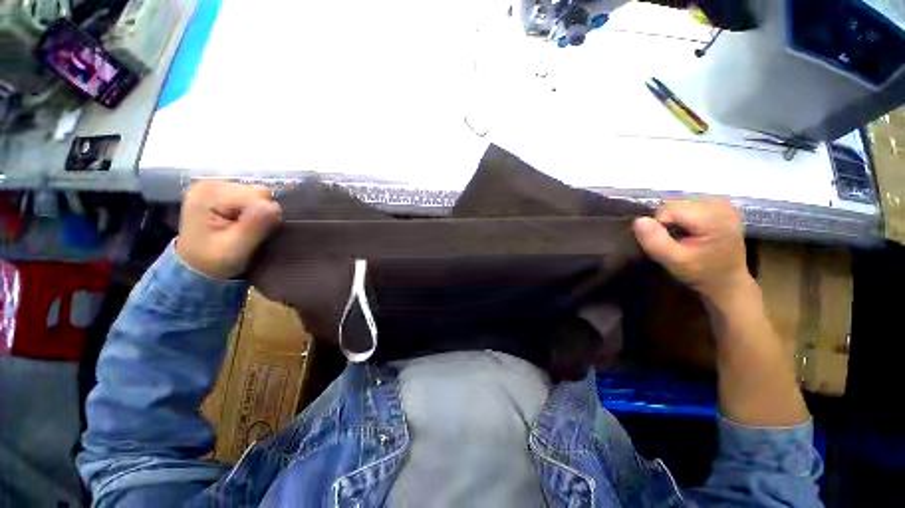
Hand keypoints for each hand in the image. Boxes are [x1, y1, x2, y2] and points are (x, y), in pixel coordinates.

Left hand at [176, 181, 281, 279]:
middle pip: (259, 192)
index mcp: (210, 194)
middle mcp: (211, 183)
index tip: (254, 234)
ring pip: (259, 193)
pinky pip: (252, 195)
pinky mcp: (221, 190)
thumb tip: (275, 207)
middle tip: (250, 231)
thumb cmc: (213, 260)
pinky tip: (242, 220)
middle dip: (262, 212)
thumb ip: (255, 226)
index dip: (265, 216)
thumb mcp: (236, 248)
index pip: (258, 196)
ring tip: (245, 227)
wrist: (194, 266)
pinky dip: (253, 209)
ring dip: (258, 211)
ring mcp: (215, 185)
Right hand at [632, 198, 750, 301]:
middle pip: (674, 204)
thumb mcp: (674, 262)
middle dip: (667, 221)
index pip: (668, 209)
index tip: (668, 243)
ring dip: (673, 219)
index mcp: (713, 217)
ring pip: (678, 203)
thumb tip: (638, 220)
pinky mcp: (720, 205)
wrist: (728, 281)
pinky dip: (683, 216)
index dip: (659, 226)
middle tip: (675, 241)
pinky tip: (691, 230)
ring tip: (682, 236)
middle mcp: (719, 203)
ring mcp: (721, 202)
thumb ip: (655, 241)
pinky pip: (688, 204)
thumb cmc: (702, 274)